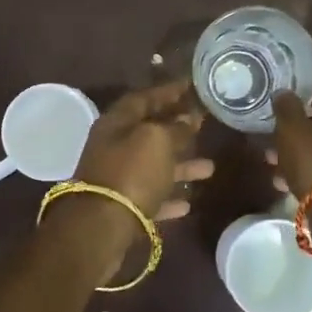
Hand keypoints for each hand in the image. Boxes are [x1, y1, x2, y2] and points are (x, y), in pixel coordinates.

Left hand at [71, 81, 213, 222]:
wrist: (101, 226)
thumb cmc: (131, 172)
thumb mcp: (157, 140)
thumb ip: (175, 128)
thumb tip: (188, 118)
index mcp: (116, 123)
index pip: (144, 98)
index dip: (168, 90)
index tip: (192, 85)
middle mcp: (113, 147)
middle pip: (148, 132)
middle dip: (177, 128)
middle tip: (203, 123)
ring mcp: (116, 178)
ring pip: (153, 166)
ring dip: (180, 166)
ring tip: (210, 168)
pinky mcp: (121, 208)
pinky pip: (150, 197)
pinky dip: (168, 197)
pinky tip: (188, 203)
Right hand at [267, 85, 311, 198]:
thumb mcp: (293, 130)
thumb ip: (287, 107)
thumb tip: (284, 93)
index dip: (303, 96)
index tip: (282, 103)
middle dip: (297, 130)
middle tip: (273, 136)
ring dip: (299, 153)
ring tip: (273, 162)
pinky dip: (310, 171)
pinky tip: (285, 181)